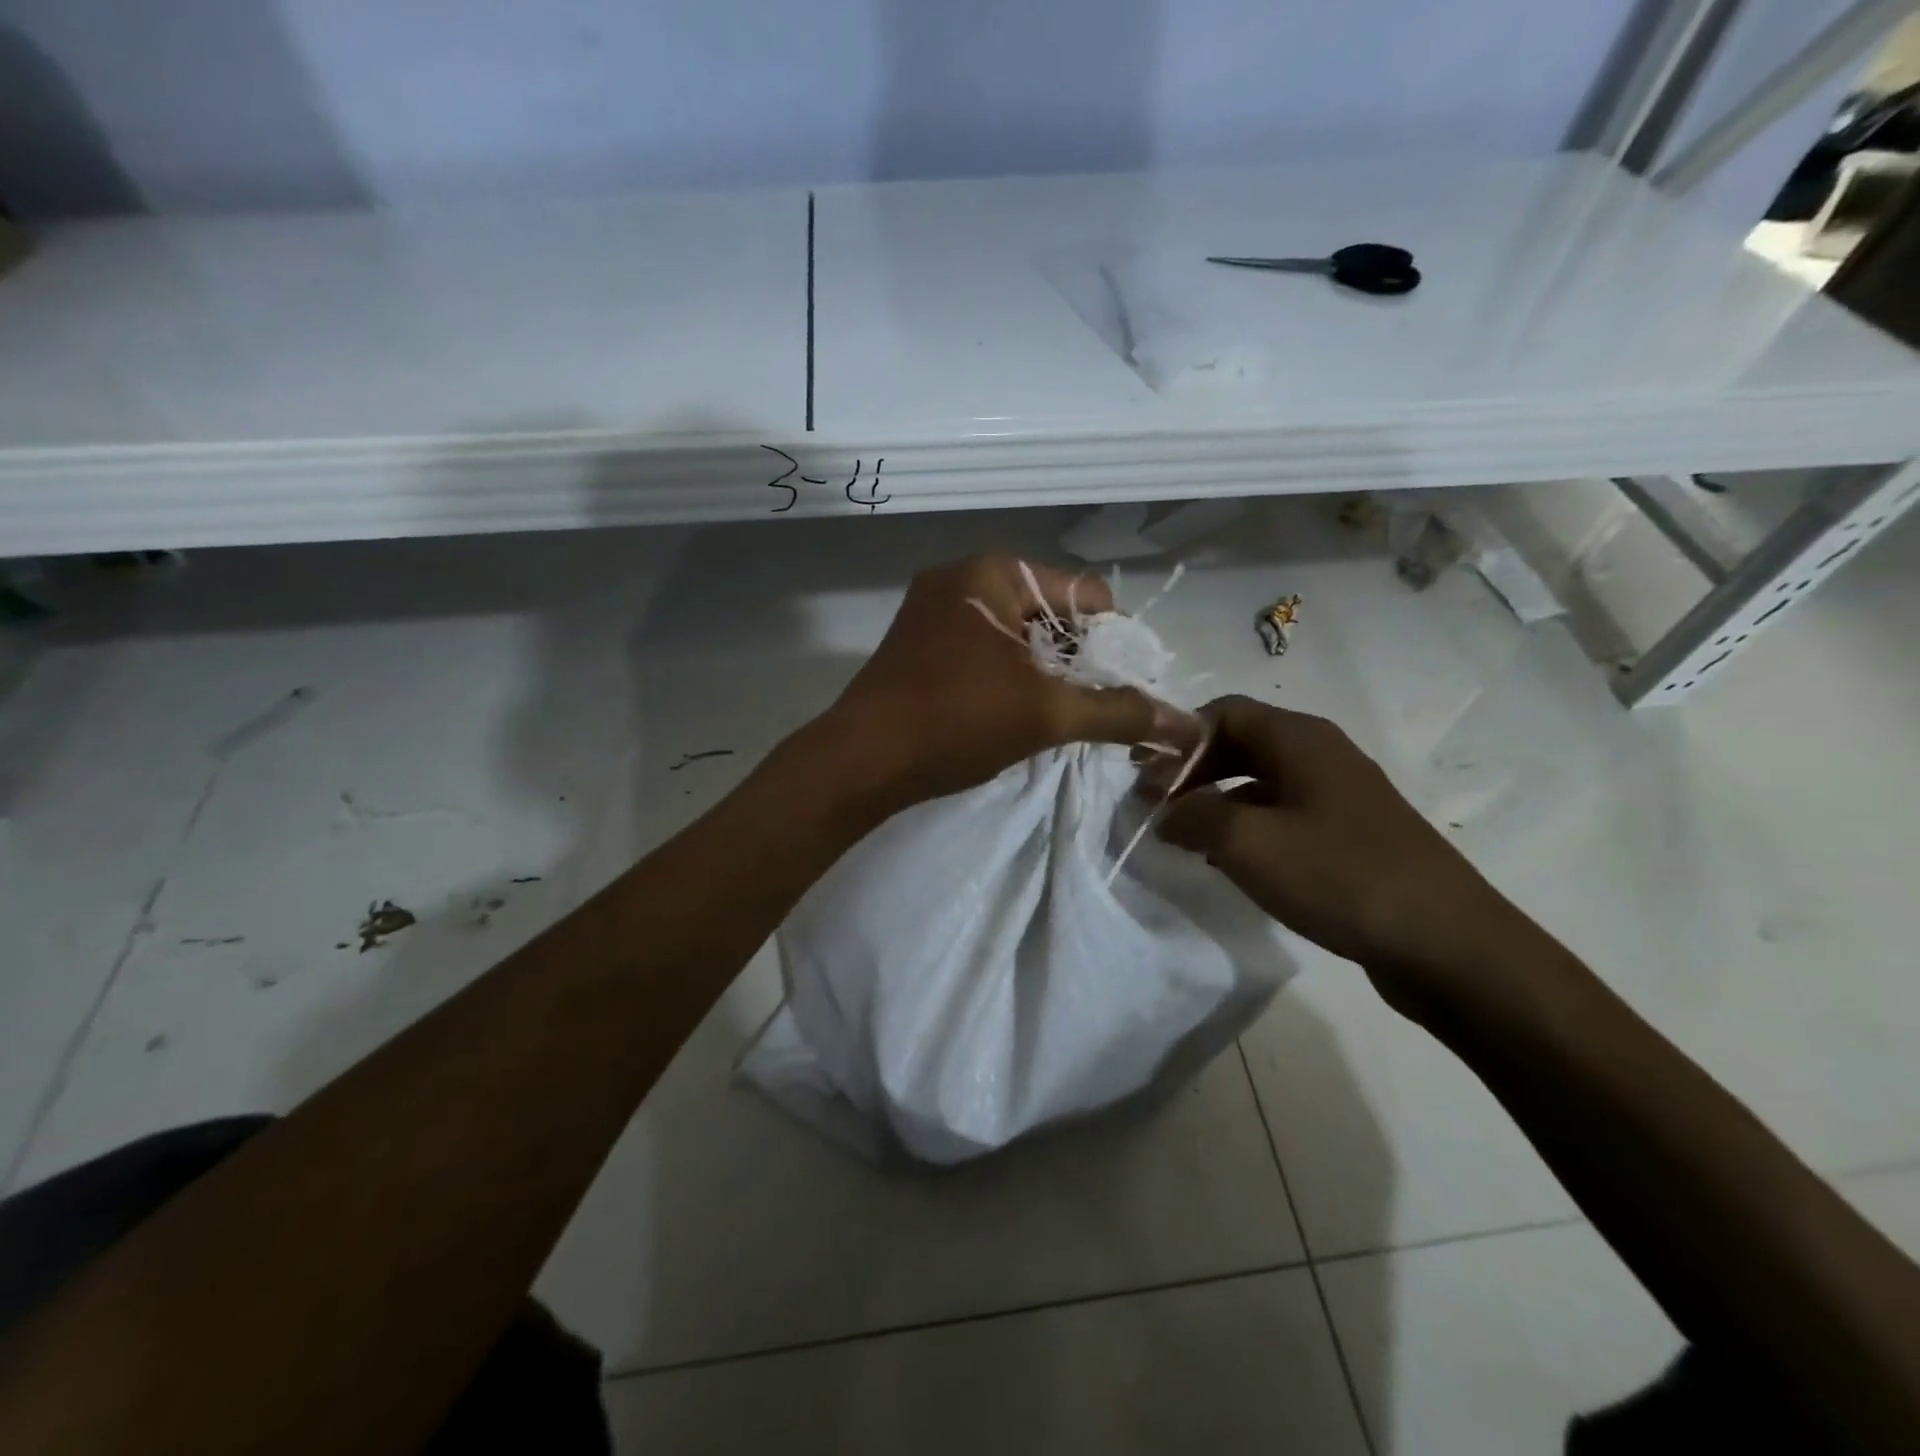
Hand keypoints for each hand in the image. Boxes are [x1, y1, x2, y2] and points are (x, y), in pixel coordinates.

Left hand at [824, 555, 1200, 806]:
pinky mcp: (918, 643)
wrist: (859, 761)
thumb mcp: (1046, 714)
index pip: (1087, 594)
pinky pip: (984, 648)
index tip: (1122, 690)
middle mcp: (962, 577)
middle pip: (1052, 612)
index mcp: (995, 572)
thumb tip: (1187, 724)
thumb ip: (1118, 712)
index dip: (1115, 642)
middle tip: (1089, 708)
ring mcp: (933, 609)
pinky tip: (1013, 713)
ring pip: (1017, 634)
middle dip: (1079, 659)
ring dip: (1045, 672)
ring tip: (1054, 716)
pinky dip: (1009, 676)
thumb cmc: (955, 721)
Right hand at [1152, 696, 1535, 1012]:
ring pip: (1259, 780)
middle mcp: (1321, 754)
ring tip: (1183, 835)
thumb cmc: (1339, 876)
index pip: (1221, 712)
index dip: (1176, 737)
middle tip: (1155, 805)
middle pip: (1240, 742)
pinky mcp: (1350, 833)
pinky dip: (1246, 825)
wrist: (1447, 944)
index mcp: (1299, 739)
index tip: (1142, 774)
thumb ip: (1192, 816)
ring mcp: (1340, 794)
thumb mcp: (1248, 844)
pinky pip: (1283, 812)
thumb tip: (1162, 809)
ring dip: (1215, 800)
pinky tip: (1230, 860)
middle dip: (1191, 770)